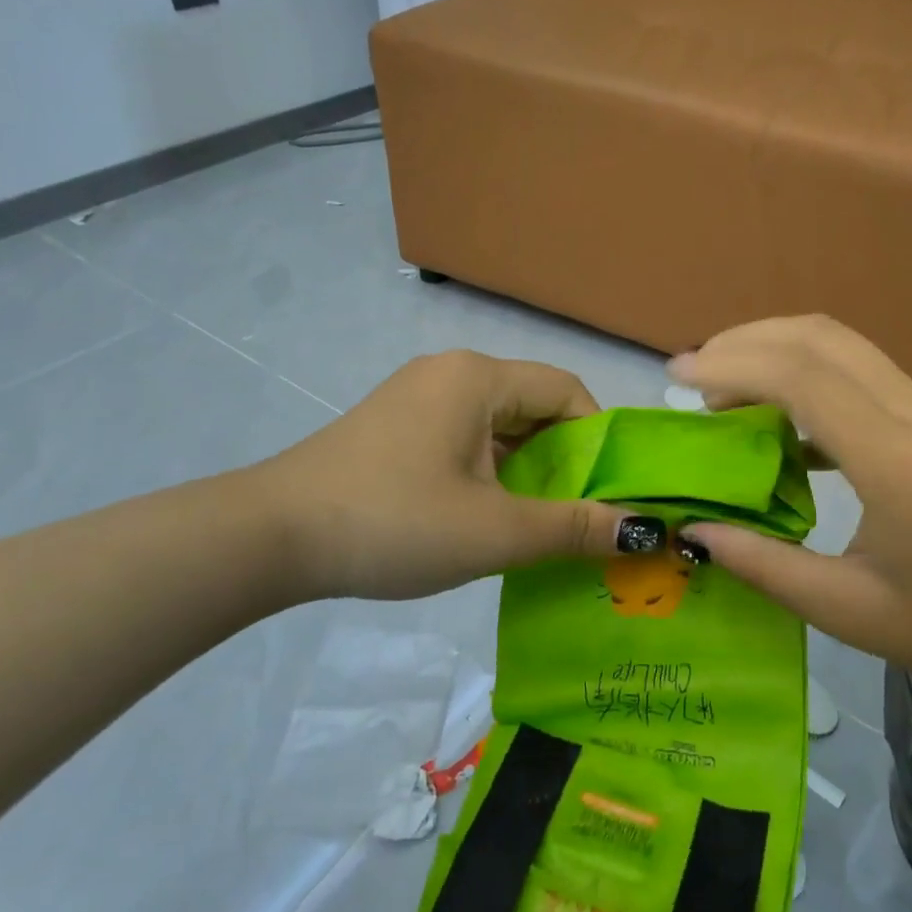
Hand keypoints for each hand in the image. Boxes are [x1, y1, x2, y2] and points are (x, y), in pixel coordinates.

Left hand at [245, 350, 634, 602]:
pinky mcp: (394, 426)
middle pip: (533, 407)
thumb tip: (643, 529)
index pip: (567, 391)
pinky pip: (463, 439)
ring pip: (498, 426)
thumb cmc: (394, 522)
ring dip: (525, 471)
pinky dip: (488, 472)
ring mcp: (416, 397)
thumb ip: (573, 528)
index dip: (598, 440)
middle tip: (577, 518)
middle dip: (563, 462)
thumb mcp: (494, 532)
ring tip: (534, 525)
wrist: (269, 538)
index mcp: (478, 377)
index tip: (606, 496)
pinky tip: (484, 517)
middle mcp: (450, 373)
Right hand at [669, 317, 911, 694]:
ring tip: (725, 387)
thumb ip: (765, 567)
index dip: (732, 365)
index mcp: (897, 461)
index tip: (679, 378)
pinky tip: (783, 421)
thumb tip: (696, 532)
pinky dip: (809, 374)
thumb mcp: (853, 613)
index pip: (801, 377)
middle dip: (745, 341)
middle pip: (820, 337)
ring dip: (777, 349)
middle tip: (693, 372)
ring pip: (843, 344)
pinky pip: (863, 371)